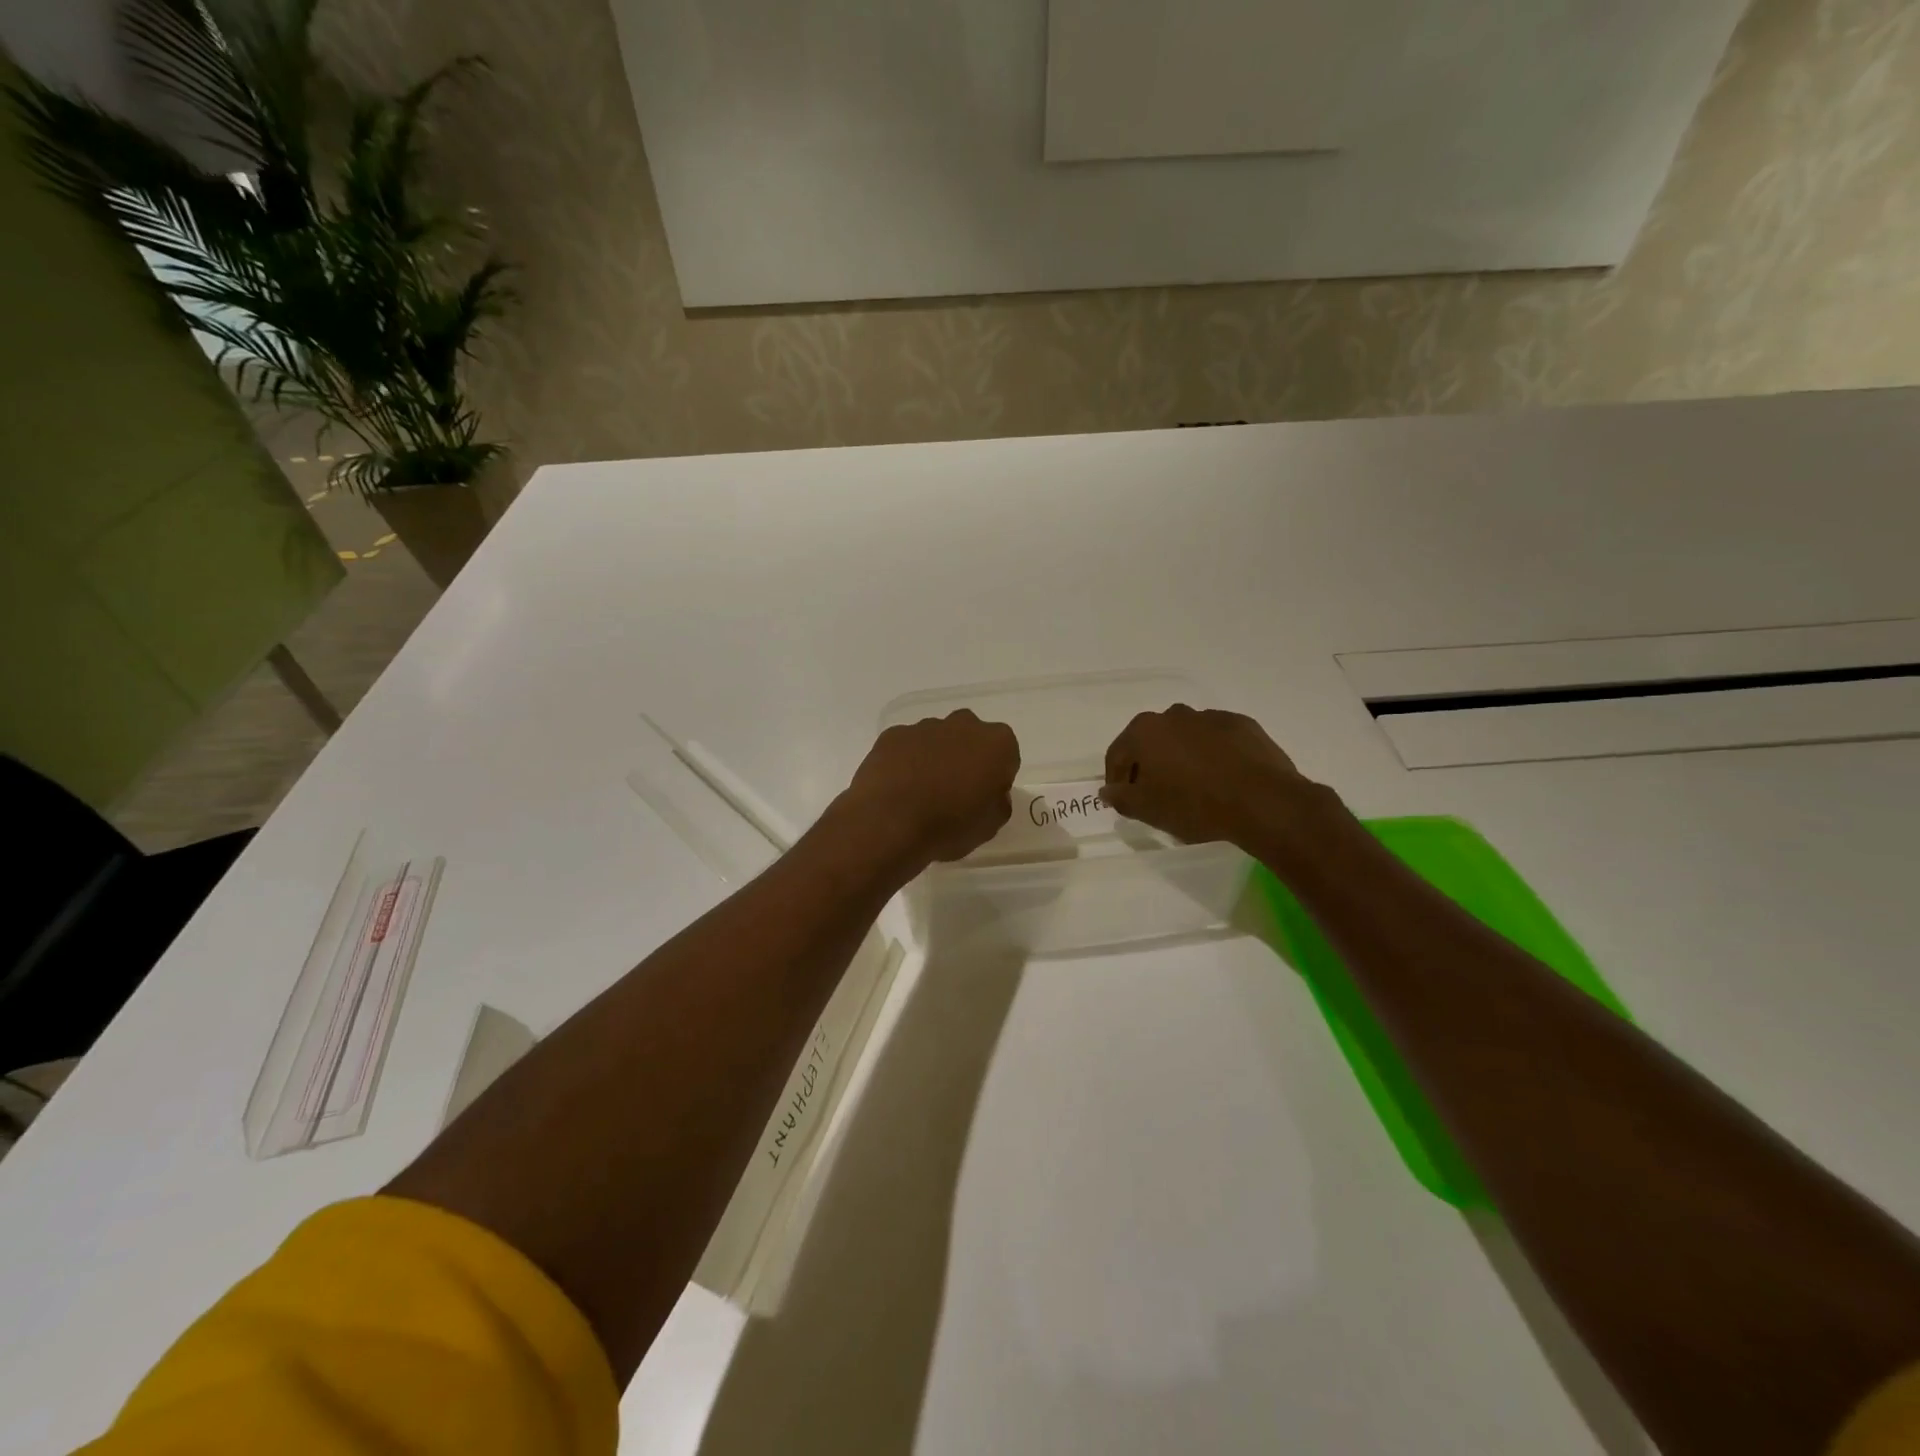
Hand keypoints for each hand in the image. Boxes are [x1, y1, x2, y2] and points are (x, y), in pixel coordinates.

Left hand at [837, 710, 1018, 870]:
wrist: (890, 824)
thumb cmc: (950, 826)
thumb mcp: (990, 826)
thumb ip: (998, 802)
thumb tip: (990, 793)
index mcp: (996, 744)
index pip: (1005, 756)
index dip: (995, 777)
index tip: (982, 798)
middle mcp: (964, 725)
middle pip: (971, 739)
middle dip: (966, 759)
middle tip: (955, 793)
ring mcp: (925, 727)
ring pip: (937, 739)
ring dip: (935, 758)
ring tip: (921, 794)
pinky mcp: (893, 735)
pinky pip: (907, 746)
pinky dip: (906, 761)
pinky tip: (899, 788)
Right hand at [1102, 705, 1315, 851]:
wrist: (1262, 801)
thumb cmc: (1194, 804)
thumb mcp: (1148, 810)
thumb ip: (1121, 798)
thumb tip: (1108, 791)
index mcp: (1145, 731)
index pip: (1118, 753)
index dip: (1116, 778)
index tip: (1122, 800)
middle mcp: (1174, 715)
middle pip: (1151, 741)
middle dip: (1148, 765)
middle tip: (1155, 794)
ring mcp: (1211, 717)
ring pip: (1185, 738)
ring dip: (1181, 757)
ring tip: (1192, 788)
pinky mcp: (1242, 725)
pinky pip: (1216, 740)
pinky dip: (1212, 755)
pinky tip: (1221, 779)